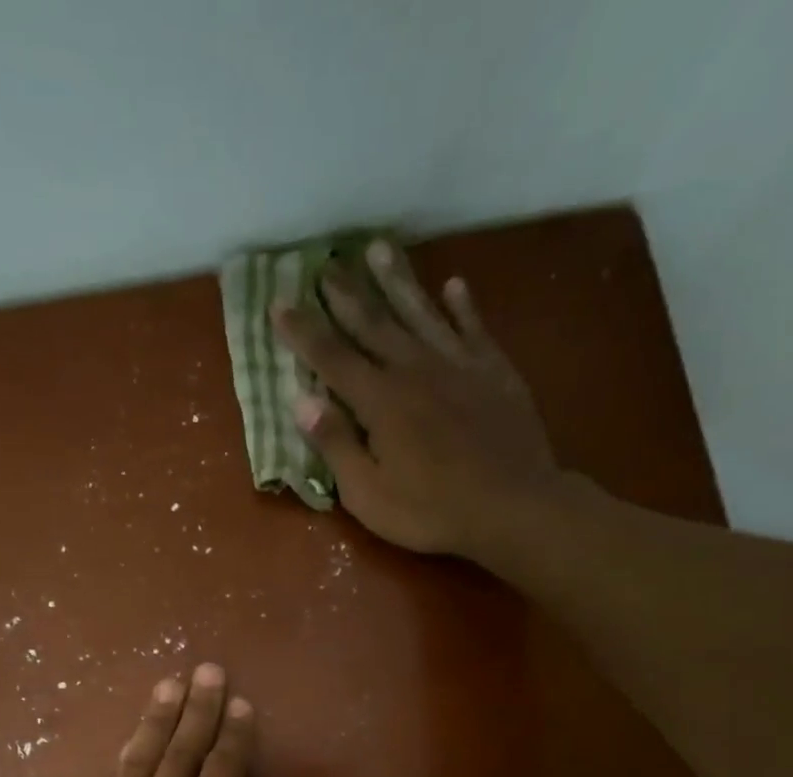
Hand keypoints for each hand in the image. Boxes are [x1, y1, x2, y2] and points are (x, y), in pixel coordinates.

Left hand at [22, 664, 287, 776]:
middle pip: (179, 753)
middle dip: (198, 709)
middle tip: (207, 669)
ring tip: (168, 685)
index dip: (234, 737)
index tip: (241, 704)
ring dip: (156, 719)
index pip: (221, 775)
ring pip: (137, 759)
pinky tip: (125, 748)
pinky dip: (120, 761)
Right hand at [274, 240, 594, 564]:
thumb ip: (336, 445)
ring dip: (396, 281)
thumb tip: (301, 402)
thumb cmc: (430, 510)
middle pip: (373, 324)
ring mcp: (457, 365)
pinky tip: (453, 285)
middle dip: (344, 295)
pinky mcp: (493, 371)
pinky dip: (462, 306)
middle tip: (323, 265)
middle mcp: (414, 370)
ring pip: (420, 312)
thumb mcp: (368, 494)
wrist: (513, 506)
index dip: (303, 332)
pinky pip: (473, 327)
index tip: (279, 304)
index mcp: (380, 401)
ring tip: (377, 250)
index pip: (331, 359)